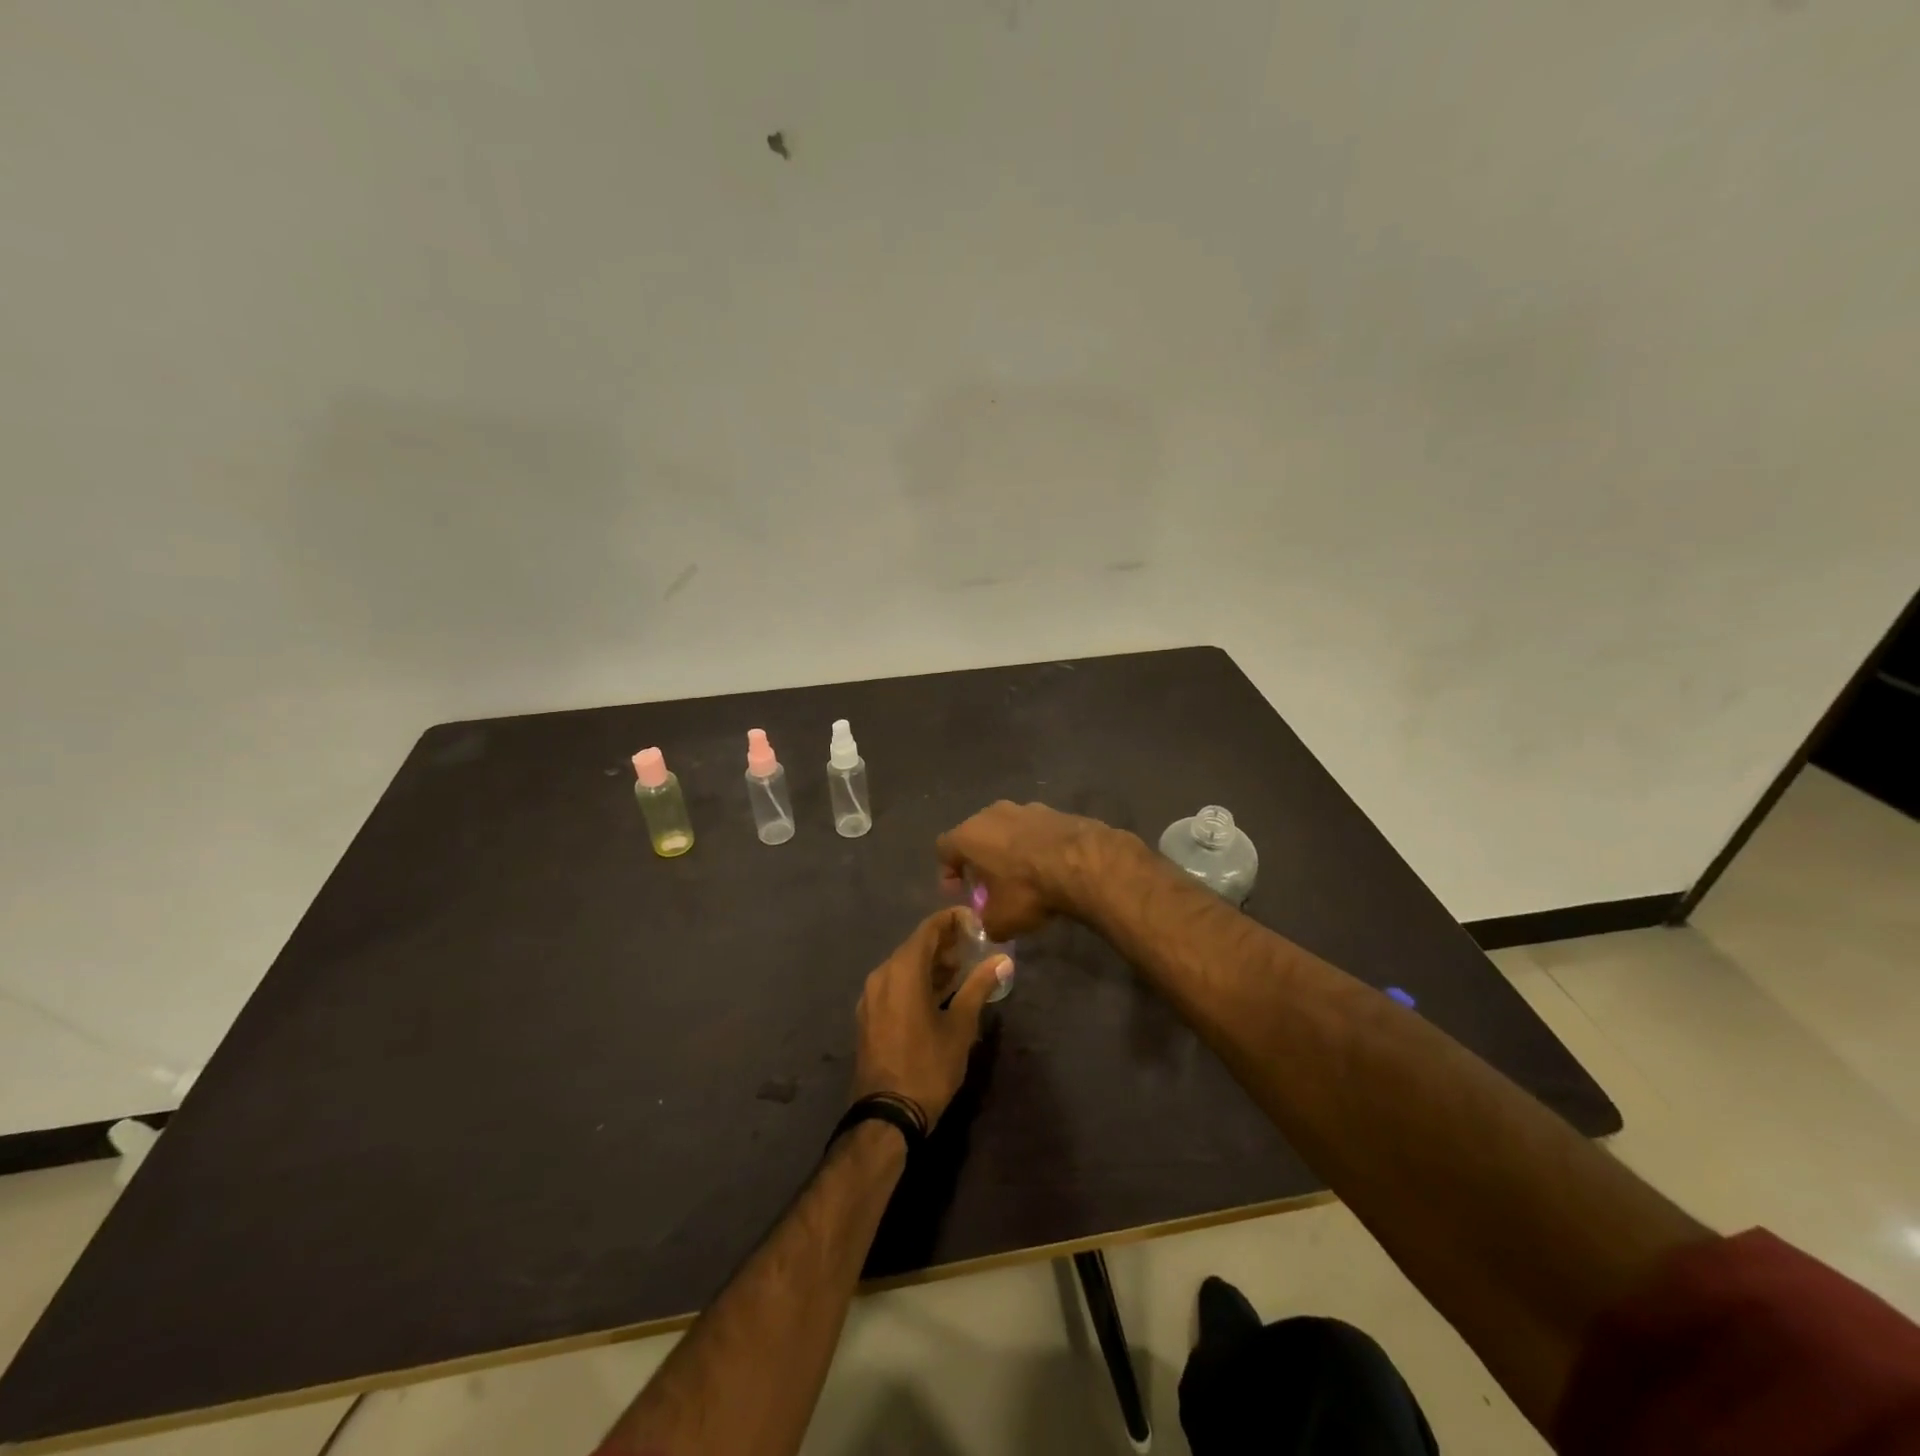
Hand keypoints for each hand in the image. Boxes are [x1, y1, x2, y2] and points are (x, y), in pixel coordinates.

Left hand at [853, 907, 1010, 1127]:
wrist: (887, 1115)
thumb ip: (979, 986)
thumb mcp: (961, 1026)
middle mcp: (882, 974)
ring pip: (903, 966)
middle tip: (973, 948)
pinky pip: (894, 985)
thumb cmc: (928, 1066)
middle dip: (944, 944)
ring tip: (961, 971)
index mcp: (903, 970)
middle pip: (915, 946)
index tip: (975, 923)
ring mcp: (871, 996)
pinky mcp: (868, 1015)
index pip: (928, 929)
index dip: (952, 921)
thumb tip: (1002, 960)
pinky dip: (916, 981)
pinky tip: (937, 995)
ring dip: (930, 964)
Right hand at [935, 801, 1117, 939]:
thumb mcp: (1000, 921)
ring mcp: (1025, 808)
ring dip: (1008, 849)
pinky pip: (1035, 830)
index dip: (948, 871)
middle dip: (979, 859)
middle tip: (989, 884)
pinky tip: (1048, 866)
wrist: (1084, 863)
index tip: (959, 891)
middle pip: (976, 834)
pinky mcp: (1055, 810)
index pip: (943, 848)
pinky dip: (1035, 845)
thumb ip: (986, 922)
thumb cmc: (1028, 890)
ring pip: (1006, 829)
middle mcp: (992, 814)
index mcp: (969, 836)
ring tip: (1022, 874)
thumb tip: (989, 924)